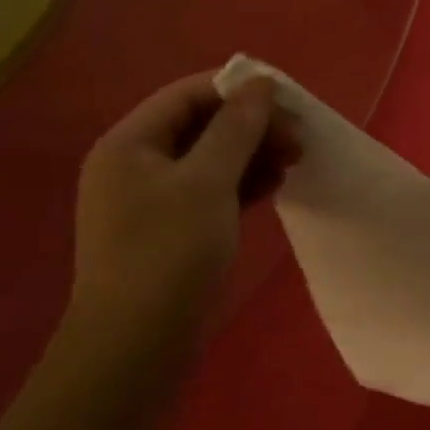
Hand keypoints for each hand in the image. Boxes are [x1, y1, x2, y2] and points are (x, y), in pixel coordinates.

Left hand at [70, 72, 298, 346]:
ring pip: (210, 159)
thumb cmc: (168, 253)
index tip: (287, 102)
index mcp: (130, 143)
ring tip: (293, 161)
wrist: (136, 347)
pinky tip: (274, 185)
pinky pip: (210, 190)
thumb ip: (236, 128)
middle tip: (298, 139)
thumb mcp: (207, 182)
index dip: (238, 90)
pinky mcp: (170, 230)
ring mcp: (151, 200)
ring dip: (252, 154)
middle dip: (252, 126)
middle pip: (201, 125)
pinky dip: (242, 184)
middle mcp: (136, 164)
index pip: (188, 95)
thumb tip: (260, 82)